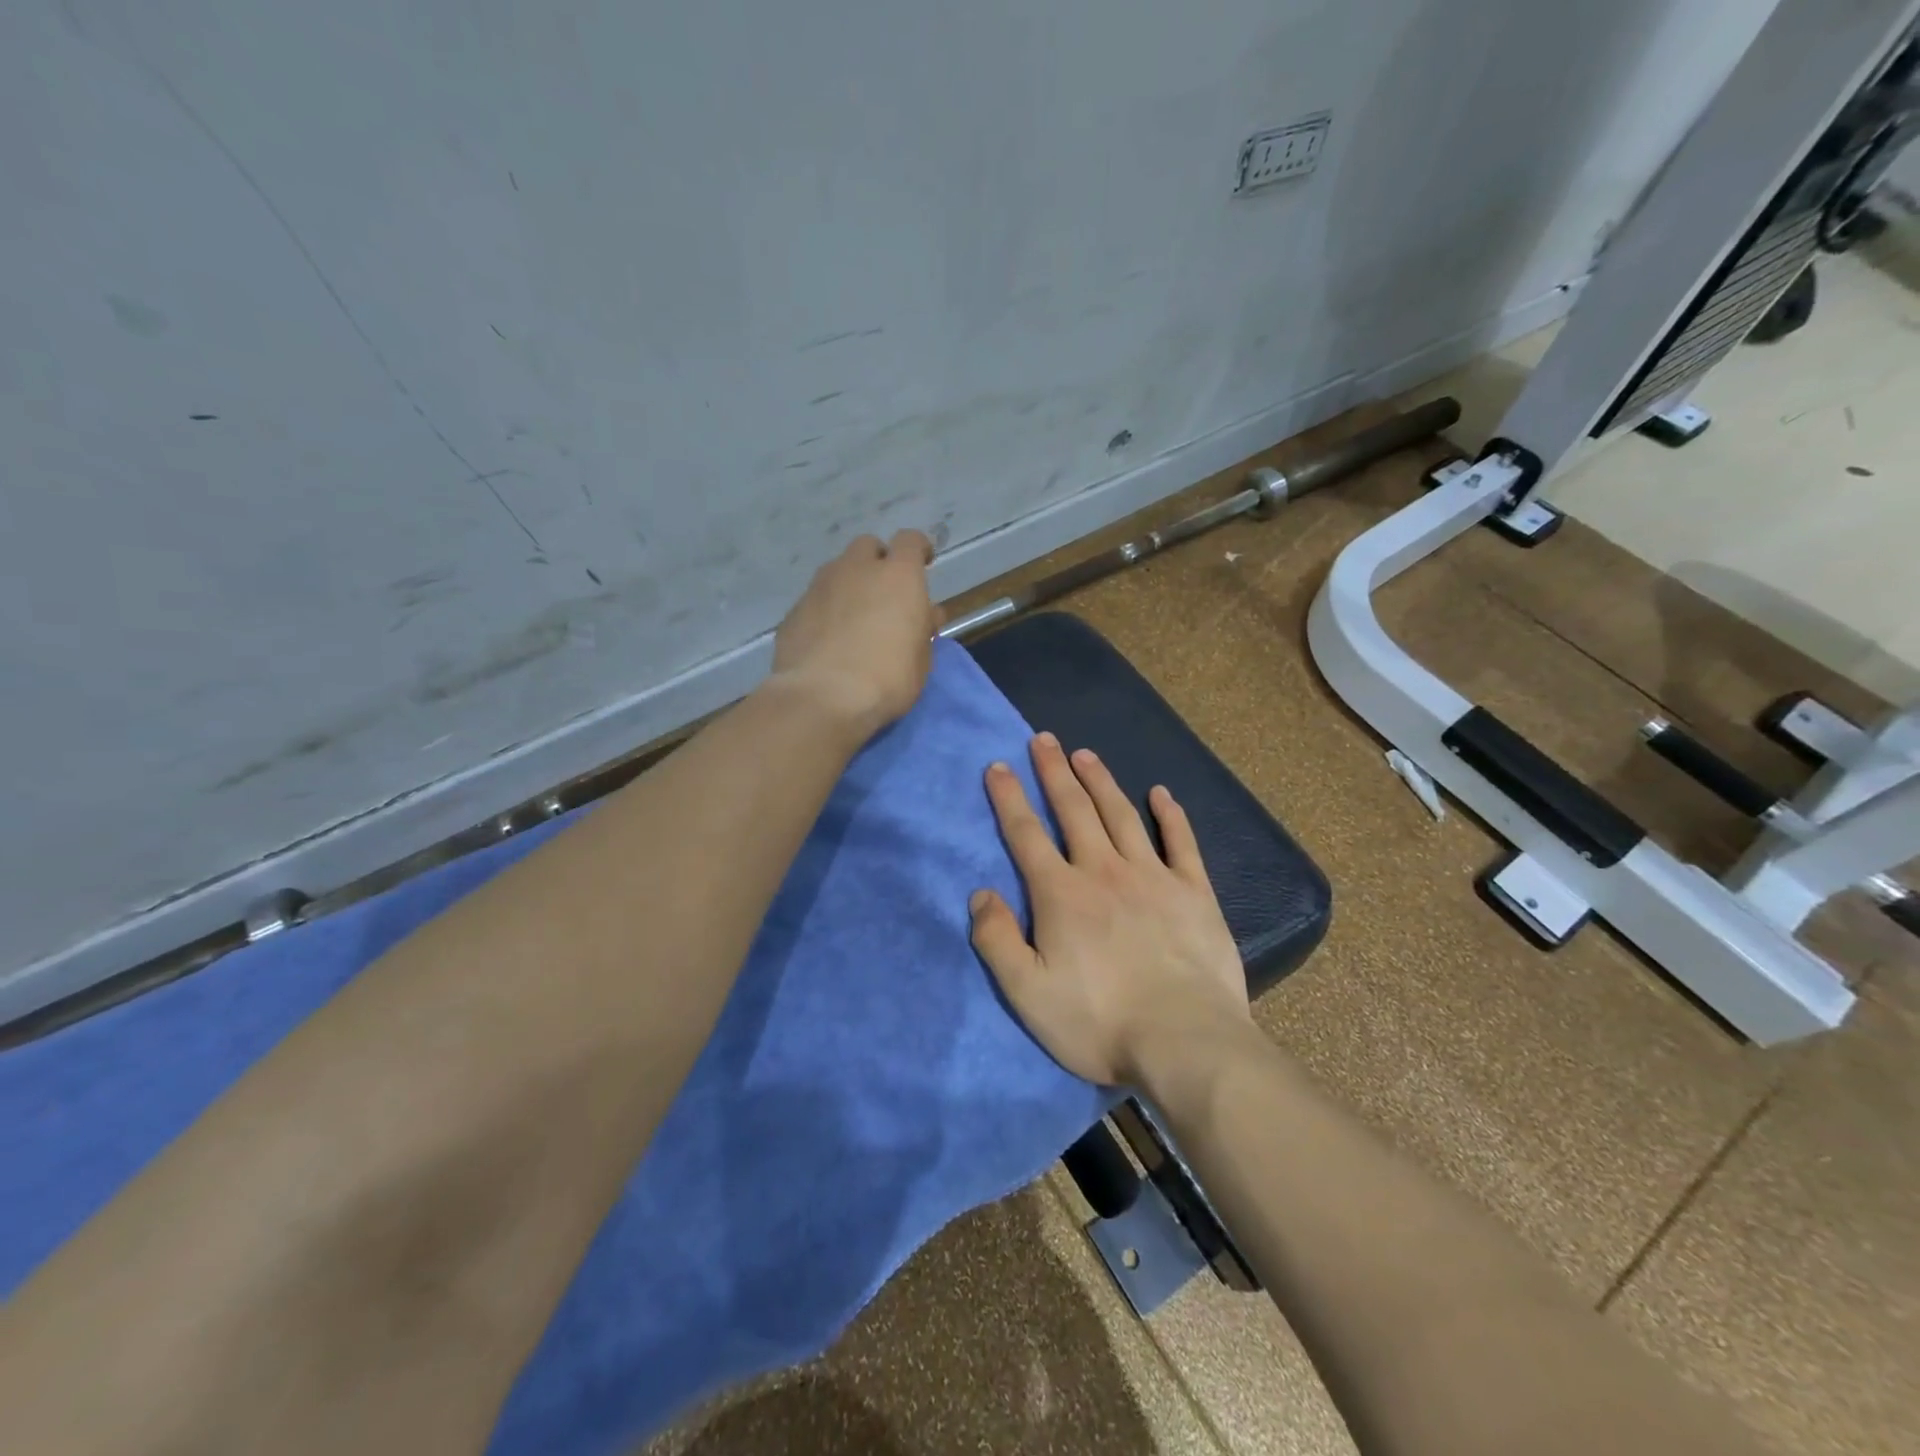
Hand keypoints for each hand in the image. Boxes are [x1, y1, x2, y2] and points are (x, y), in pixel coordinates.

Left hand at [771, 530, 940, 740]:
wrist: (823, 698)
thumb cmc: (887, 678)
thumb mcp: (922, 659)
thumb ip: (922, 629)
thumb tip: (923, 615)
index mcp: (898, 576)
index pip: (911, 541)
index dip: (918, 550)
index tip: (924, 564)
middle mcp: (856, 570)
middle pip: (868, 547)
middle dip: (878, 563)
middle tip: (885, 594)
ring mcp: (819, 587)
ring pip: (837, 571)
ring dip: (849, 586)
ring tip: (854, 619)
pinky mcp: (794, 611)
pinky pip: (815, 601)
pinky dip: (825, 612)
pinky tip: (827, 641)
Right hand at [969, 732, 1252, 1086]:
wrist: (1185, 1041)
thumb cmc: (1099, 1022)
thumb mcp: (1028, 993)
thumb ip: (996, 940)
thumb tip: (980, 893)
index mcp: (1061, 894)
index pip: (1026, 835)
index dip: (1009, 798)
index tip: (998, 765)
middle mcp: (1103, 871)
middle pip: (1074, 810)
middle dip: (1054, 772)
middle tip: (1044, 738)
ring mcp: (1152, 876)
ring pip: (1121, 815)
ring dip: (1100, 782)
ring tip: (1085, 754)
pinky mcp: (1194, 891)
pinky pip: (1180, 842)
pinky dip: (1170, 815)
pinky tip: (1161, 793)